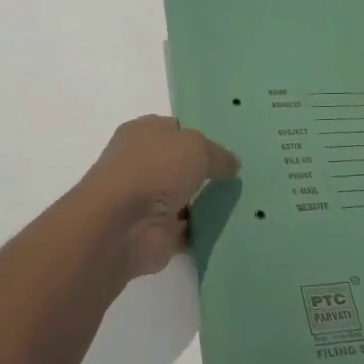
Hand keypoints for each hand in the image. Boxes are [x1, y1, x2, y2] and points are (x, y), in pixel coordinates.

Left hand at [81, 116, 239, 277]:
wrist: (121, 226)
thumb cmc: (153, 170)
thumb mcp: (196, 147)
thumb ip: (217, 154)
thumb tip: (232, 163)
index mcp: (143, 133)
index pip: (175, 130)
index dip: (200, 137)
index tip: (227, 150)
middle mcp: (141, 164)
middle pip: (180, 165)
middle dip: (205, 171)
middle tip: (241, 176)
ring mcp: (147, 201)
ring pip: (184, 198)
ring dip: (204, 203)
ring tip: (242, 201)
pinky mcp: (155, 233)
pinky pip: (187, 229)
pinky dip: (203, 230)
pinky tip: (230, 227)